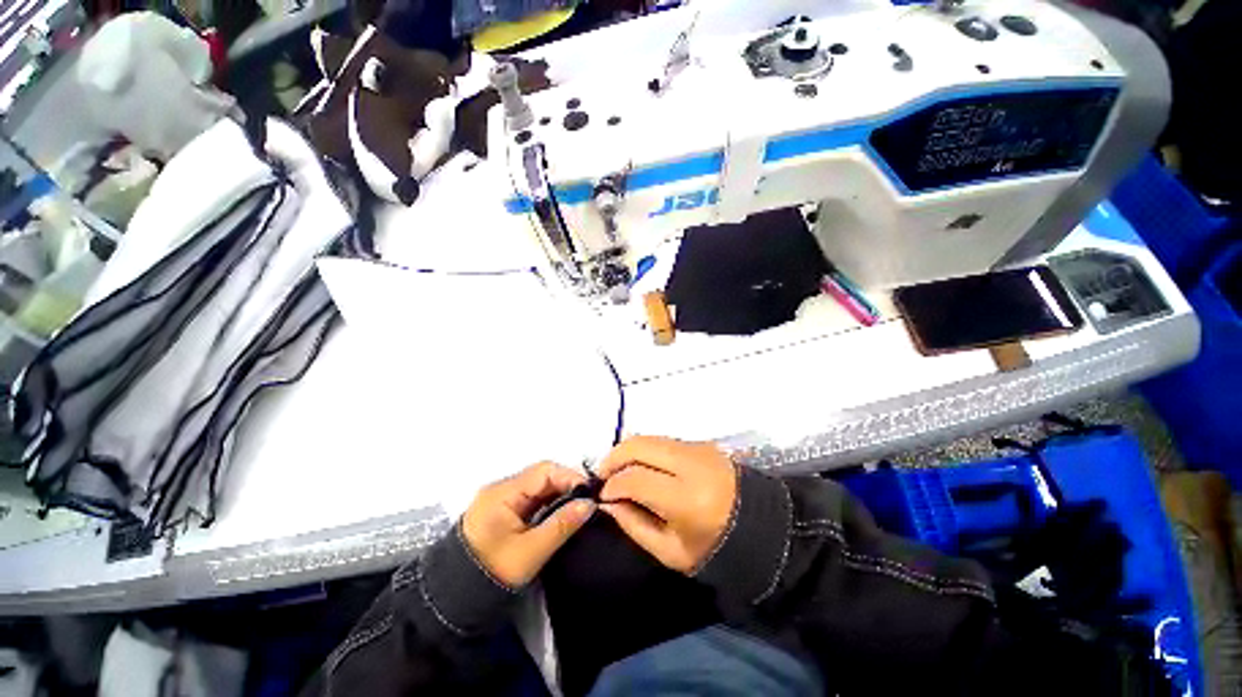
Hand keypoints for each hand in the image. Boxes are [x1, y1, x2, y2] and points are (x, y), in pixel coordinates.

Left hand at [462, 462, 596, 587]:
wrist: (454, 600)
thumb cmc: (493, 573)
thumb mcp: (531, 552)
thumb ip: (562, 524)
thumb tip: (589, 504)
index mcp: (503, 493)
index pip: (544, 470)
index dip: (570, 477)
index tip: (589, 494)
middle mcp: (500, 488)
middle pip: (541, 475)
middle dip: (566, 486)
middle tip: (585, 504)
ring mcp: (499, 498)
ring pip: (537, 486)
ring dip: (558, 495)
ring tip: (576, 510)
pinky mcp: (501, 509)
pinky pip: (530, 498)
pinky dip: (547, 503)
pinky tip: (558, 516)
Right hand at [598, 436, 737, 573]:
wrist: (761, 528)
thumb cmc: (715, 549)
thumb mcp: (670, 552)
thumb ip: (633, 524)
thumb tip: (607, 502)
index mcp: (687, 499)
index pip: (635, 478)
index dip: (612, 485)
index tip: (602, 495)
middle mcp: (691, 464)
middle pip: (639, 445)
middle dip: (613, 457)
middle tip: (603, 475)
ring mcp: (698, 448)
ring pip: (650, 437)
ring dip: (628, 450)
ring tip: (618, 469)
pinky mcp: (702, 443)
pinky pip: (663, 440)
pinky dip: (645, 449)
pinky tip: (641, 465)